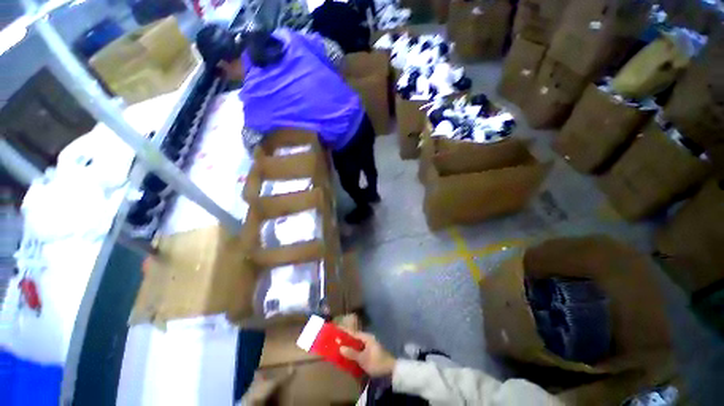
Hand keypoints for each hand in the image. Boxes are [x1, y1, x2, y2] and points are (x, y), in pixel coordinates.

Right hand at [340, 331, 396, 376]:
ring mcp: (370, 346)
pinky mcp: (371, 353)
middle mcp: (368, 339)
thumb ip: (352, 353)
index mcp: (367, 337)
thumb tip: (340, 347)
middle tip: (335, 340)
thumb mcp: (363, 359)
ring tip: (339, 347)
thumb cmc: (377, 363)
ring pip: (357, 344)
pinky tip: (348, 356)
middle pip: (355, 338)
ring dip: (349, 346)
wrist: (390, 371)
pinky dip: (354, 351)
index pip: (353, 332)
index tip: (336, 329)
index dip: (345, 331)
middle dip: (346, 339)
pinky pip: (359, 350)